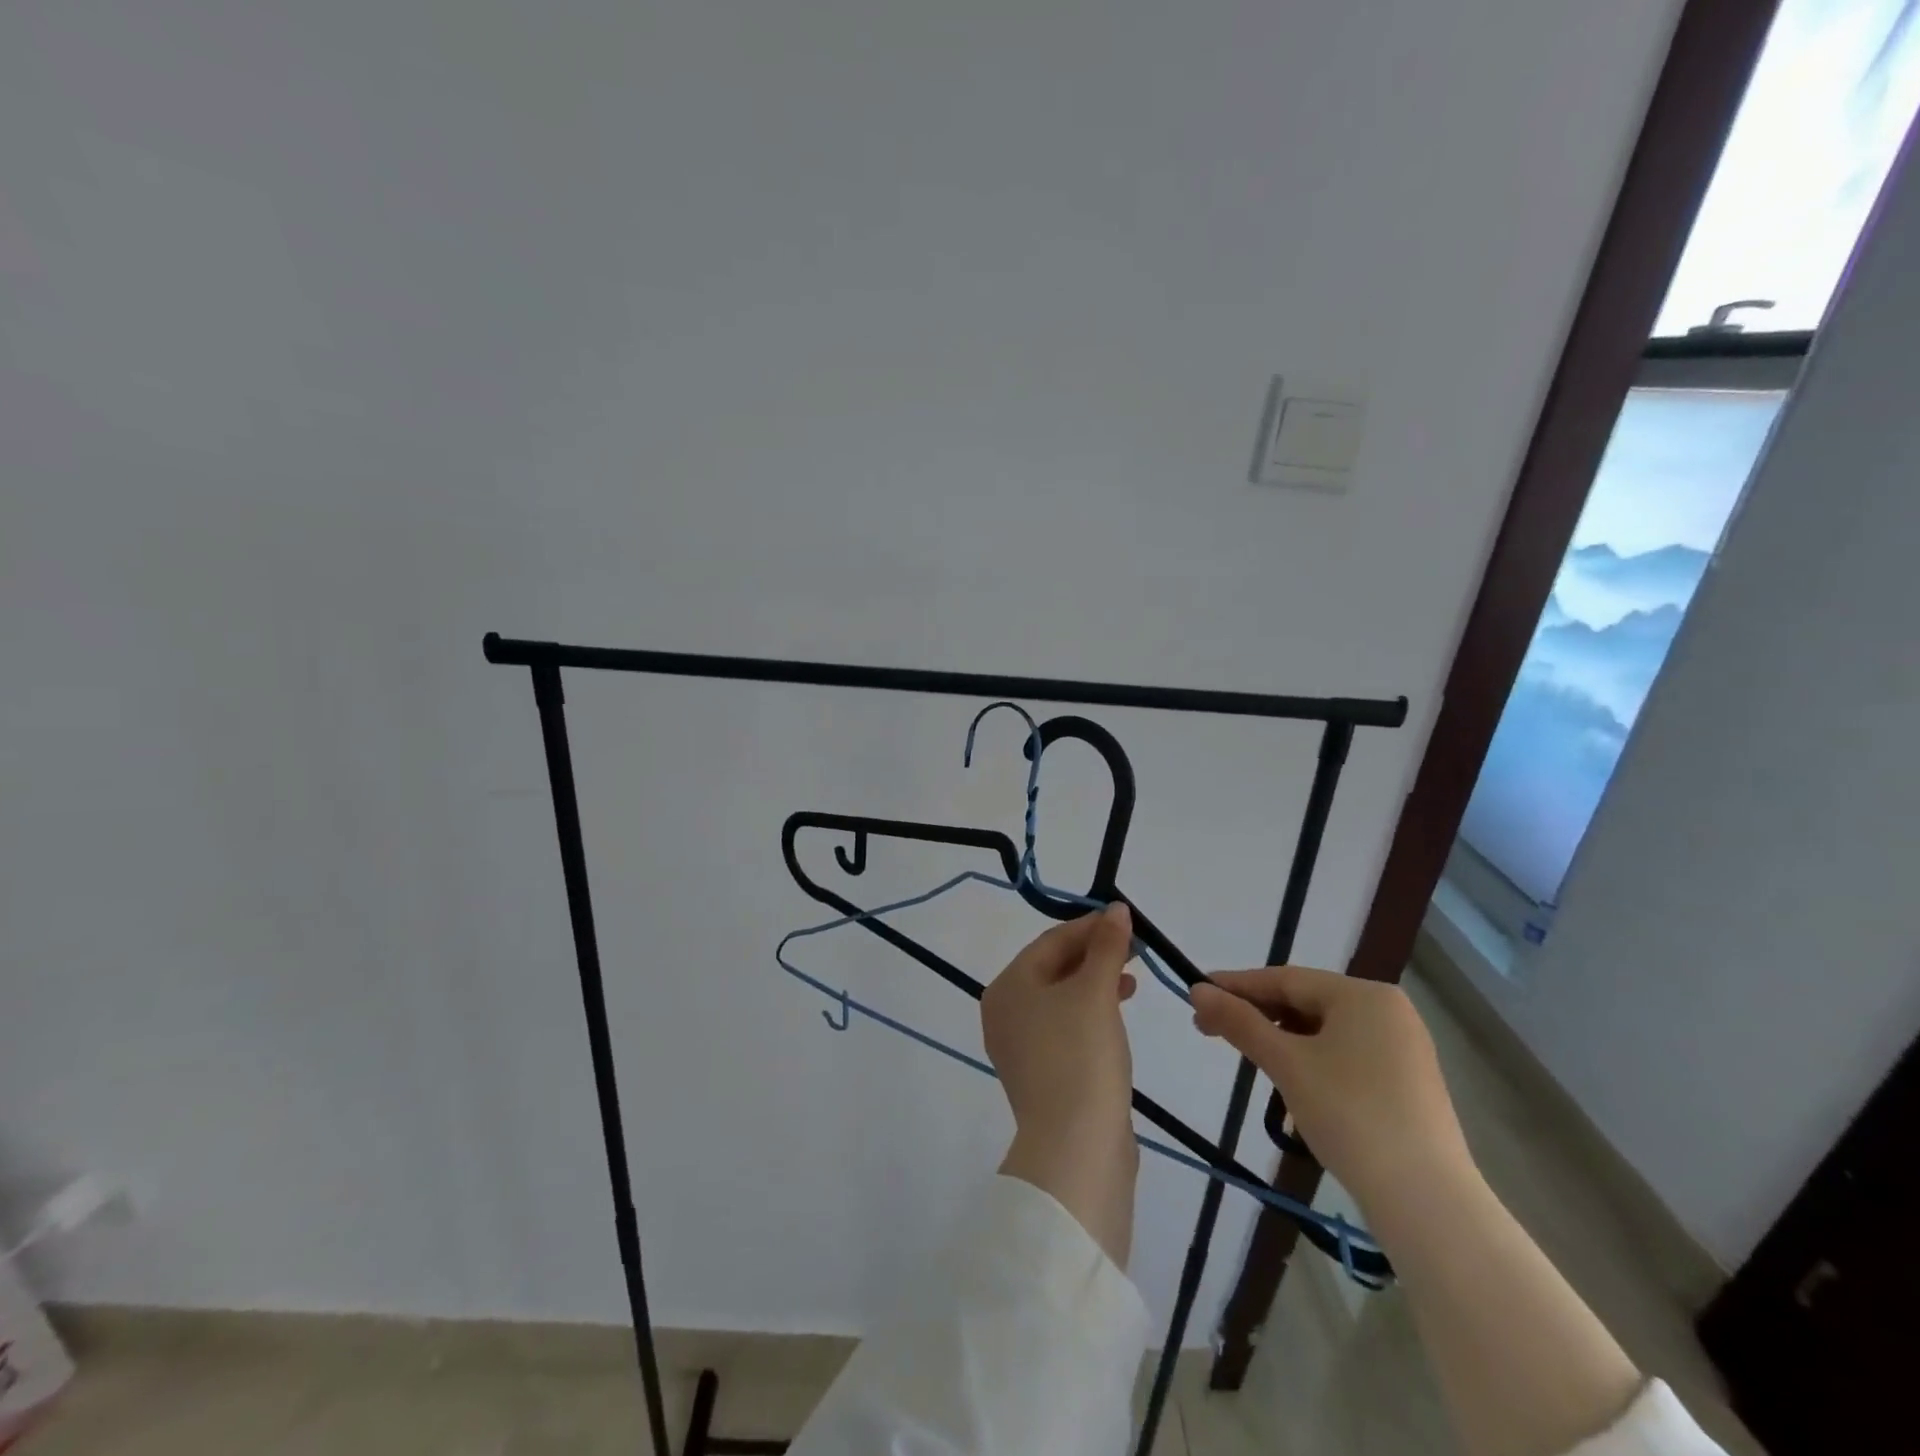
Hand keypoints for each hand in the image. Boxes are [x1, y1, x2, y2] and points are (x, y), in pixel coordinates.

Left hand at [982, 904, 1139, 1264]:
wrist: (1075, 1148)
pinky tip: (1117, 1014)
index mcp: (1008, 986)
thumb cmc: (1081, 1055)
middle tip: (1135, 949)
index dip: (1090, 927)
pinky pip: (1065, 1027)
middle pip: (1053, 967)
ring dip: (1096, 983)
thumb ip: (1107, 947)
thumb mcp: (1097, 992)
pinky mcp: (1041, 1073)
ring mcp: (1020, 1046)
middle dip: (1094, 954)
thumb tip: (1116, 909)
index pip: (1051, 941)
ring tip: (1132, 980)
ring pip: (1061, 998)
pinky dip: (1090, 1013)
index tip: (1127, 921)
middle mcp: (1005, 1011)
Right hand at [1189, 966, 1471, 1219]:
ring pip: (1325, 1030)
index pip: (1285, 979)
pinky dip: (1312, 1059)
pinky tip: (1292, 1080)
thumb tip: (1197, 990)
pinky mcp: (1408, 1082)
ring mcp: (1403, 1047)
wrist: (1427, 1202)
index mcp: (1363, 994)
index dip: (1236, 986)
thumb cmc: (1350, 1115)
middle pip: (1306, 1001)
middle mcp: (1388, 1010)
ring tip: (1248, 1057)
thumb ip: (1240, 1022)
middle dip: (1257, 1015)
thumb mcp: (1286, 1064)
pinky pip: (1347, 1054)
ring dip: (1282, 1039)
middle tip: (1210, 1030)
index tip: (1196, 994)